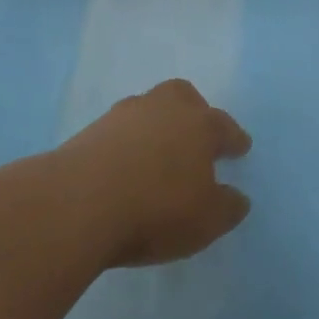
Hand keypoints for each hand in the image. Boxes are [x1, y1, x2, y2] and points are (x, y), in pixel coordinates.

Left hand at [57, 79, 253, 267]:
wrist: (78, 204)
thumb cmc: (156, 209)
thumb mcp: (206, 221)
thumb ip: (228, 207)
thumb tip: (236, 197)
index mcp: (199, 125)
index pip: (224, 126)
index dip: (234, 139)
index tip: (240, 148)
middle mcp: (163, 109)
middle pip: (183, 97)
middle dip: (193, 112)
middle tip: (196, 136)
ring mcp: (123, 116)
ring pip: (148, 109)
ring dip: (156, 126)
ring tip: (157, 153)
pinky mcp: (89, 131)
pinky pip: (119, 130)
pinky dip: (127, 142)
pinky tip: (125, 165)